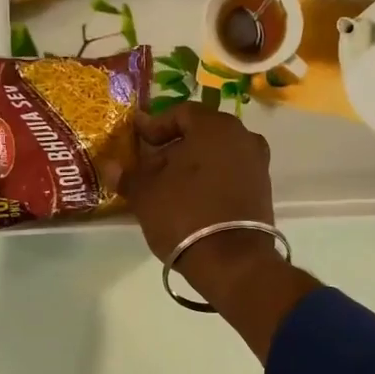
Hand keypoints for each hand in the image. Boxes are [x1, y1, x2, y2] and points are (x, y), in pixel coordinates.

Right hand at [119, 102, 273, 266]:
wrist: (232, 261)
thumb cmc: (184, 214)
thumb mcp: (145, 194)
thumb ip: (128, 175)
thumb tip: (111, 166)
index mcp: (215, 126)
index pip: (181, 112)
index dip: (156, 125)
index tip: (137, 139)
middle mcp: (243, 137)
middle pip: (202, 133)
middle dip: (174, 146)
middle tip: (150, 164)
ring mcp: (257, 164)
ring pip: (217, 154)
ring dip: (193, 165)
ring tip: (168, 185)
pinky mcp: (263, 190)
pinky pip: (230, 174)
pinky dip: (211, 180)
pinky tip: (191, 199)